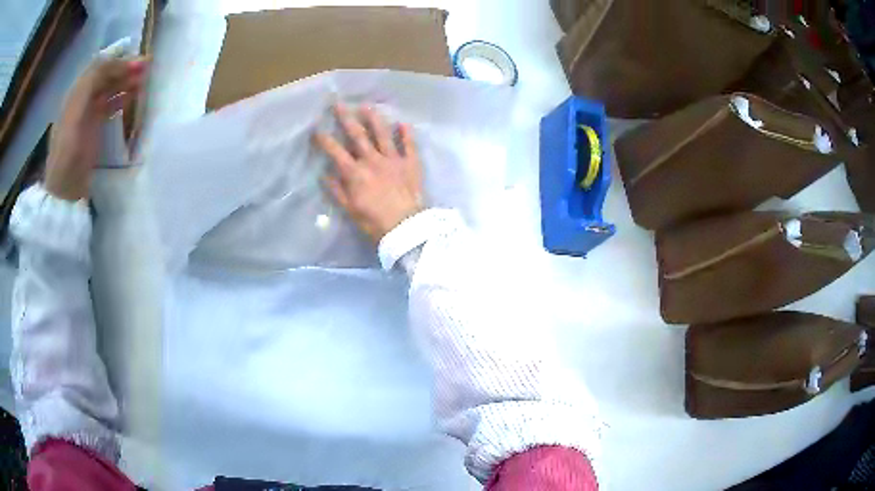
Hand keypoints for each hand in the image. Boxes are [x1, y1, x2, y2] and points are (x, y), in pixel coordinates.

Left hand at [44, 56, 147, 200]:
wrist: (65, 191)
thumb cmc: (69, 152)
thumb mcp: (77, 112)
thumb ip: (92, 83)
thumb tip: (116, 62)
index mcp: (75, 93)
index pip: (99, 66)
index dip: (118, 60)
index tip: (137, 61)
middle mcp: (81, 100)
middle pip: (104, 76)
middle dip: (124, 69)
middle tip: (146, 69)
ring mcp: (86, 115)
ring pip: (108, 90)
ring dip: (125, 82)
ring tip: (143, 81)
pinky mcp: (92, 130)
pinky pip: (108, 107)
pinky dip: (120, 99)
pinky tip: (131, 98)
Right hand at [315, 104, 423, 242]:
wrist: (405, 227)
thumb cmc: (374, 221)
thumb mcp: (350, 209)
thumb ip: (337, 190)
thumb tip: (324, 174)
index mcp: (355, 173)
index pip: (336, 152)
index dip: (324, 140)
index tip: (316, 130)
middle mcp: (373, 160)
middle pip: (358, 135)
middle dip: (346, 118)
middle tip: (338, 103)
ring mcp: (393, 159)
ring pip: (382, 134)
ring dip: (374, 119)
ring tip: (367, 106)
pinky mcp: (411, 163)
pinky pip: (409, 145)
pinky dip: (406, 134)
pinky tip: (403, 123)